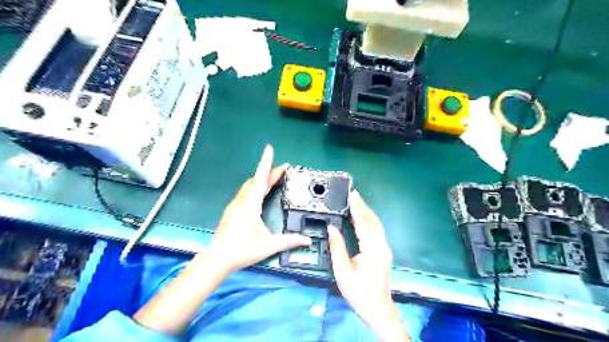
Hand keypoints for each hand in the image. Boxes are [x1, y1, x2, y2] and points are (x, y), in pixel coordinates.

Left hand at [209, 146, 312, 272]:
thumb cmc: (243, 250)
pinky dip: (255, 187)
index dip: (265, 163)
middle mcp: (242, 201)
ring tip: (273, 178)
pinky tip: (259, 193)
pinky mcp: (231, 210)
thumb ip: (289, 241)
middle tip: (283, 169)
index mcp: (251, 205)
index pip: (260, 179)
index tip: (269, 149)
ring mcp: (235, 205)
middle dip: (269, 172)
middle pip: (256, 180)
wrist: (217, 259)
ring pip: (249, 185)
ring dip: (261, 179)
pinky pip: (245, 192)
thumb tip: (308, 241)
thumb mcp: (269, 245)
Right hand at [328, 192, 408, 340]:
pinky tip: (361, 218)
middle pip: (373, 221)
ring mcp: (384, 248)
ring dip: (366, 212)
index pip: (364, 223)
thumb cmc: (358, 291)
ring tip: (356, 202)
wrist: (377, 308)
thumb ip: (337, 247)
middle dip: (363, 206)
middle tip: (353, 194)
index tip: (351, 195)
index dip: (357, 208)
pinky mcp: (384, 251)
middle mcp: (381, 246)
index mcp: (372, 249)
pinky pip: (376, 231)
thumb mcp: (342, 270)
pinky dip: (369, 220)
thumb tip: (331, 227)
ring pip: (376, 225)